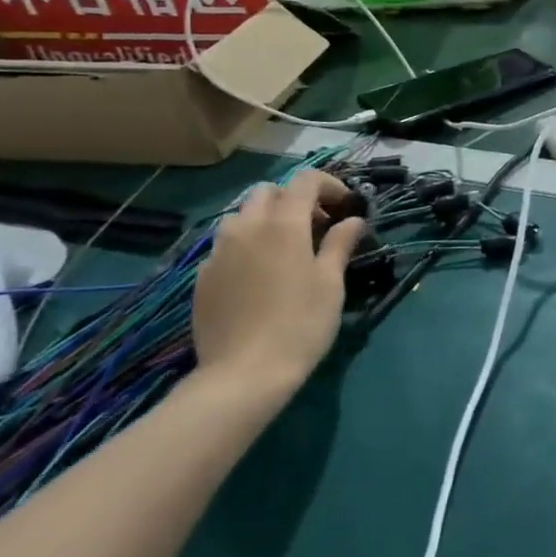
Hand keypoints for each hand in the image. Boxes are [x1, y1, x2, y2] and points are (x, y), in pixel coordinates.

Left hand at [190, 172, 365, 400]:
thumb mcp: (331, 284)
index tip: (345, 206)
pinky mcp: (202, 276)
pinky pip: (226, 245)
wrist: (243, 374)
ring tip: (286, 249)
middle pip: (268, 192)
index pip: (305, 181)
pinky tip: (259, 276)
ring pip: (242, 216)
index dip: (329, 185)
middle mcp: (246, 227)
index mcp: (283, 224)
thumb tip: (353, 221)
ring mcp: (218, 251)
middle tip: (316, 226)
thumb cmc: (300, 325)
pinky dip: (247, 245)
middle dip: (294, 199)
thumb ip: (339, 244)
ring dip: (266, 219)